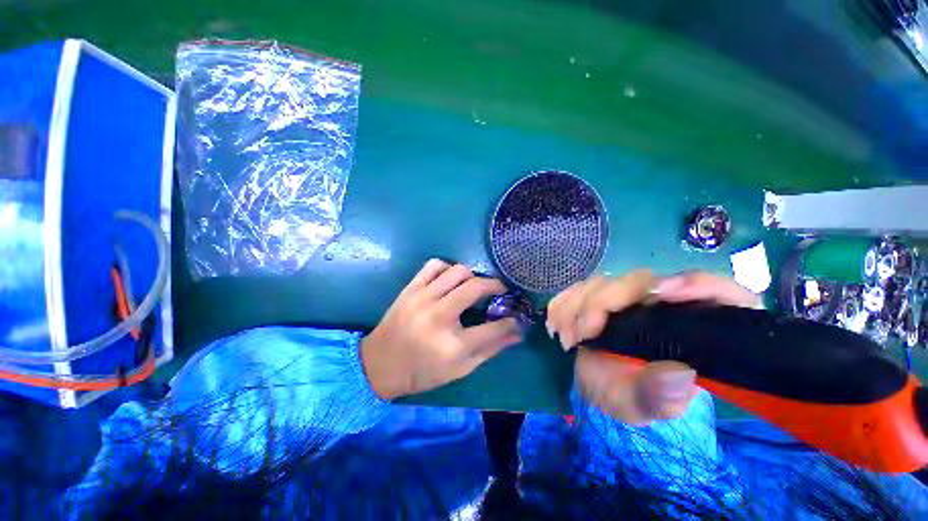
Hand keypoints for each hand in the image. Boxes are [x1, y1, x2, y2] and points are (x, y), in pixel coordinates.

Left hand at [361, 259, 522, 399]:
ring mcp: (423, 298)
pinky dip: (446, 268)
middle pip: (477, 287)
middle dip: (496, 285)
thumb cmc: (421, 372)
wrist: (379, 365)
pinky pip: (433, 265)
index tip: (517, 316)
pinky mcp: (410, 289)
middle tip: (499, 290)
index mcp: (453, 344)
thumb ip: (490, 349)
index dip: (511, 321)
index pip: (494, 327)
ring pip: (457, 271)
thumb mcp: (459, 369)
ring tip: (472, 285)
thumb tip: (516, 333)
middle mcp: (439, 316)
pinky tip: (448, 280)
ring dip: (472, 276)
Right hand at [547, 270, 759, 423]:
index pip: (717, 291)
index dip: (698, 285)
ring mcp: (626, 297)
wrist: (611, 387)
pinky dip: (563, 302)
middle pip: (639, 280)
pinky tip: (555, 323)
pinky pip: (577, 289)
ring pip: (603, 282)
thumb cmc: (639, 396)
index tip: (660, 296)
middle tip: (583, 334)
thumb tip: (675, 372)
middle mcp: (662, 302)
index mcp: (694, 323)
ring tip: (566, 337)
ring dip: (577, 304)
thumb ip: (663, 396)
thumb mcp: (653, 405)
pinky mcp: (599, 298)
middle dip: (604, 301)